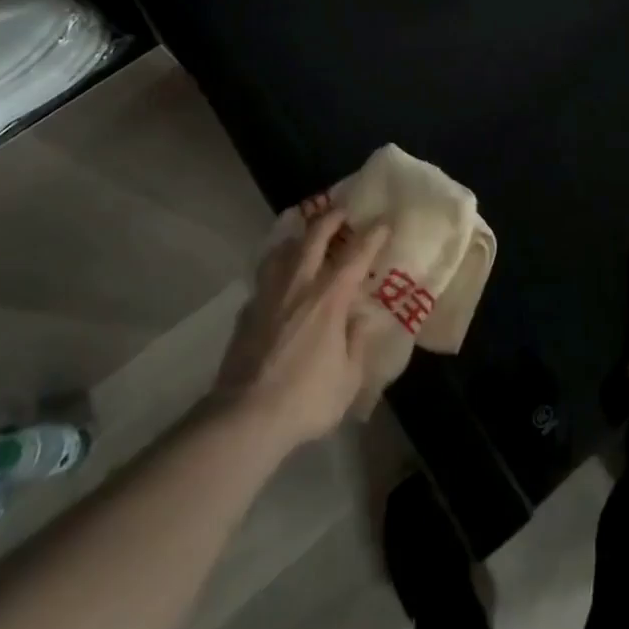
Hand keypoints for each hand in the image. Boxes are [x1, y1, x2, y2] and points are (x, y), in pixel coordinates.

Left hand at [214, 211, 390, 451]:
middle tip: (341, 212)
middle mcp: (299, 284)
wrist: (245, 416)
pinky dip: (275, 269)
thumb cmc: (306, 398)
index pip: (356, 255)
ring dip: (298, 237)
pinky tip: (277, 280)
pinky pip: (264, 277)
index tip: (383, 223)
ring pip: (282, 250)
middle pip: (314, 237)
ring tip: (304, 236)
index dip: (372, 236)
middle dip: (330, 219)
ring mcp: (269, 294)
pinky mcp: (247, 310)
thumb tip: (361, 319)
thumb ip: (357, 343)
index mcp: (330, 297)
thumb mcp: (348, 379)